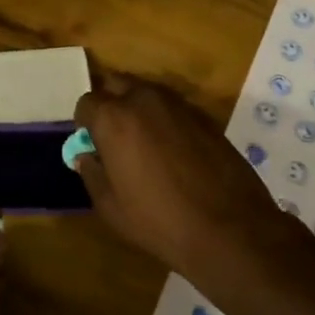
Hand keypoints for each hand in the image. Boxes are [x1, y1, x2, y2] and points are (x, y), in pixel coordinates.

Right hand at [73, 74, 293, 273]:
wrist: (229, 229)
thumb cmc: (159, 220)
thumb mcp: (110, 206)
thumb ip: (92, 173)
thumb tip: (85, 156)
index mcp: (114, 118)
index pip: (87, 103)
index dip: (85, 123)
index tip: (91, 144)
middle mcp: (145, 99)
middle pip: (117, 85)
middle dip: (111, 104)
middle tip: (114, 137)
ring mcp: (179, 104)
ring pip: (148, 94)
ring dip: (139, 110)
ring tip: (144, 144)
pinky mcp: (206, 116)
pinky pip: (174, 109)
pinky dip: (166, 121)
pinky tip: (173, 152)